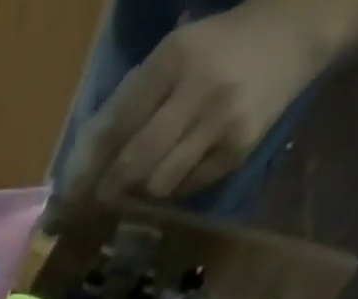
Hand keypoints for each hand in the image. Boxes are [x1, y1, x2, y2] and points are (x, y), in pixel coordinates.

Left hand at [54, 2, 327, 210]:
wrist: (298, 30)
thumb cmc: (215, 51)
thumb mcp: (168, 61)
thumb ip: (126, 108)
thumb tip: (77, 171)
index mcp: (173, 58)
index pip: (113, 127)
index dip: (82, 172)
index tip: (60, 203)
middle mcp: (199, 88)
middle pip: (131, 165)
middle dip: (103, 194)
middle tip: (87, 210)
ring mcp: (222, 121)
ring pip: (156, 186)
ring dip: (136, 196)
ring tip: (131, 192)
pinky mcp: (239, 149)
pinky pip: (185, 190)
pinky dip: (169, 192)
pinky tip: (171, 178)